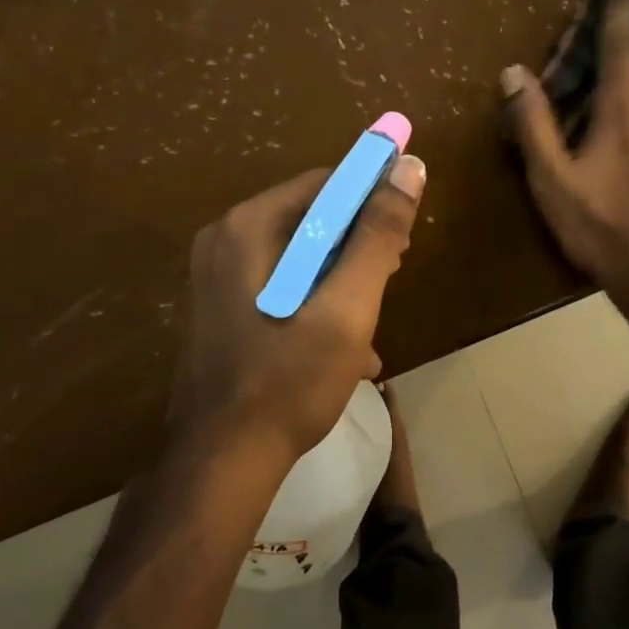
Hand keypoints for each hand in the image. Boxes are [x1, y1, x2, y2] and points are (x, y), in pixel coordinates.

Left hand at [168, 156, 426, 463]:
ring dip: (343, 279)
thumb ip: (378, 235)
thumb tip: (410, 166)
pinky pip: (283, 283)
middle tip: (392, 278)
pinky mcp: (223, 307)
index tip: (405, 235)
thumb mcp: (348, 306)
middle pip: (312, 217)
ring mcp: (218, 276)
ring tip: (371, 320)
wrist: (223, 462)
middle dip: (359, 245)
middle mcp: (226, 239)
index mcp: (250, 227)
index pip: (326, 183)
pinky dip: (317, 301)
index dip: (374, 197)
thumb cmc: (290, 379)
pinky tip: (345, 347)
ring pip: (301, 255)